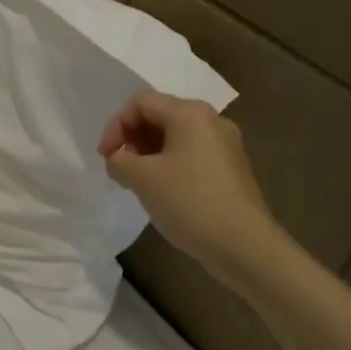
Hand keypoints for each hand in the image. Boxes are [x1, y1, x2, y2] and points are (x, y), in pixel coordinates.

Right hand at [98, 91, 276, 278]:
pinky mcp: (231, 168)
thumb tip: (118, 160)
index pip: (140, 103)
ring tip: (136, 181)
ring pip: (174, 136)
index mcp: (190, 113)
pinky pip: (190, 154)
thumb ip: (119, 160)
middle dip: (132, 138)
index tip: (106, 157)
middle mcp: (211, 120)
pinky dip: (168, 164)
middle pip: (159, 115)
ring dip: (148, 152)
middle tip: (119, 167)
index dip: (115, 126)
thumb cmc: (190, 202)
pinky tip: (162, 190)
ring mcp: (225, 145)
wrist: (245, 246)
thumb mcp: (142, 178)